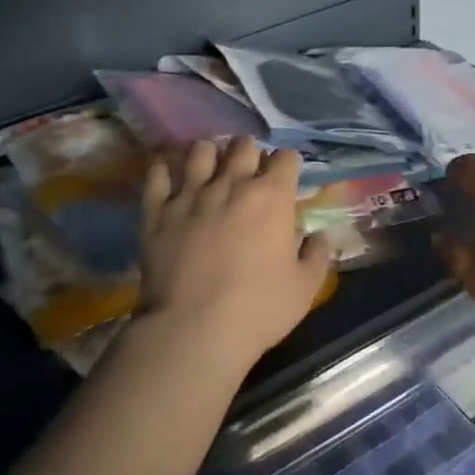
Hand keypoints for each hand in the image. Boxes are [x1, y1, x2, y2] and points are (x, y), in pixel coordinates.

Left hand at [137, 136, 333, 368]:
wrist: (194, 328)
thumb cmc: (258, 309)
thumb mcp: (305, 288)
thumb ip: (316, 255)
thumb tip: (317, 237)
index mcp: (271, 197)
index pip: (285, 158)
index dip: (287, 164)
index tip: (285, 177)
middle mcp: (231, 184)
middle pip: (242, 146)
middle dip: (249, 153)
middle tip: (248, 171)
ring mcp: (190, 194)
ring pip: (200, 150)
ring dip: (209, 155)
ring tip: (210, 169)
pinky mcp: (156, 210)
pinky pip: (158, 173)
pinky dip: (165, 171)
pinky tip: (170, 178)